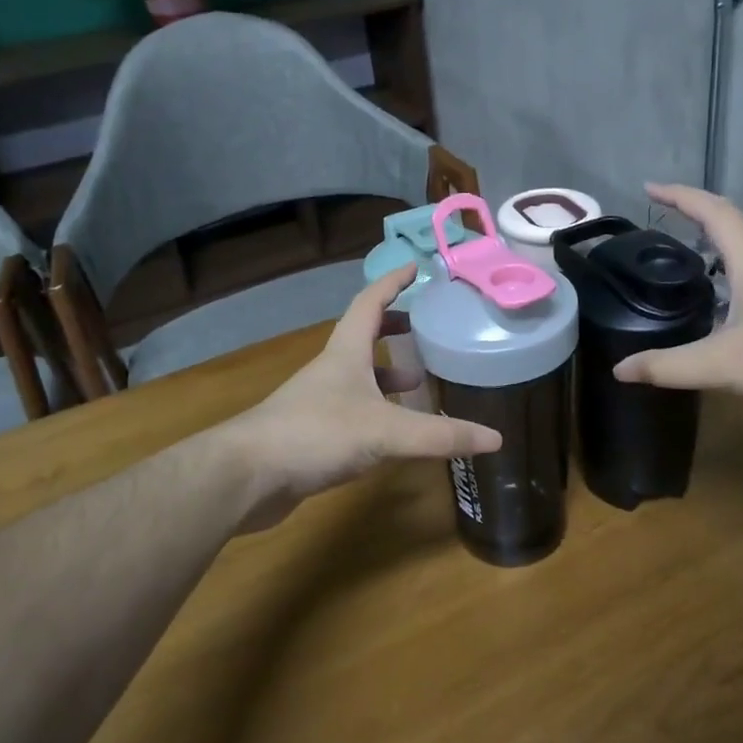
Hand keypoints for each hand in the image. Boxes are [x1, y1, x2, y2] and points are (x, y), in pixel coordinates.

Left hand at [228, 265, 502, 528]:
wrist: (246, 476)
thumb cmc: (316, 434)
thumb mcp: (386, 432)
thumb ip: (440, 436)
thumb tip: (496, 438)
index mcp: (345, 353)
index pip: (370, 302)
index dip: (392, 282)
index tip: (414, 267)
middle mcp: (331, 370)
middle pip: (363, 337)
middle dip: (393, 328)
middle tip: (423, 329)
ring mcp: (317, 402)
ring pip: (358, 377)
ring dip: (386, 374)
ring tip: (420, 383)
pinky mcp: (311, 433)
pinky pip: (352, 410)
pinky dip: (376, 410)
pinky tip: (392, 433)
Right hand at [613, 183, 742, 421]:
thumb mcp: (723, 365)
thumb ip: (668, 366)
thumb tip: (619, 369)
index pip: (714, 213)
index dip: (680, 196)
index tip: (649, 188)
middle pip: (737, 220)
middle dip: (700, 208)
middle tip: (668, 212)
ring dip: (720, 235)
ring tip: (690, 247)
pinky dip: (734, 267)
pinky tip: (724, 298)